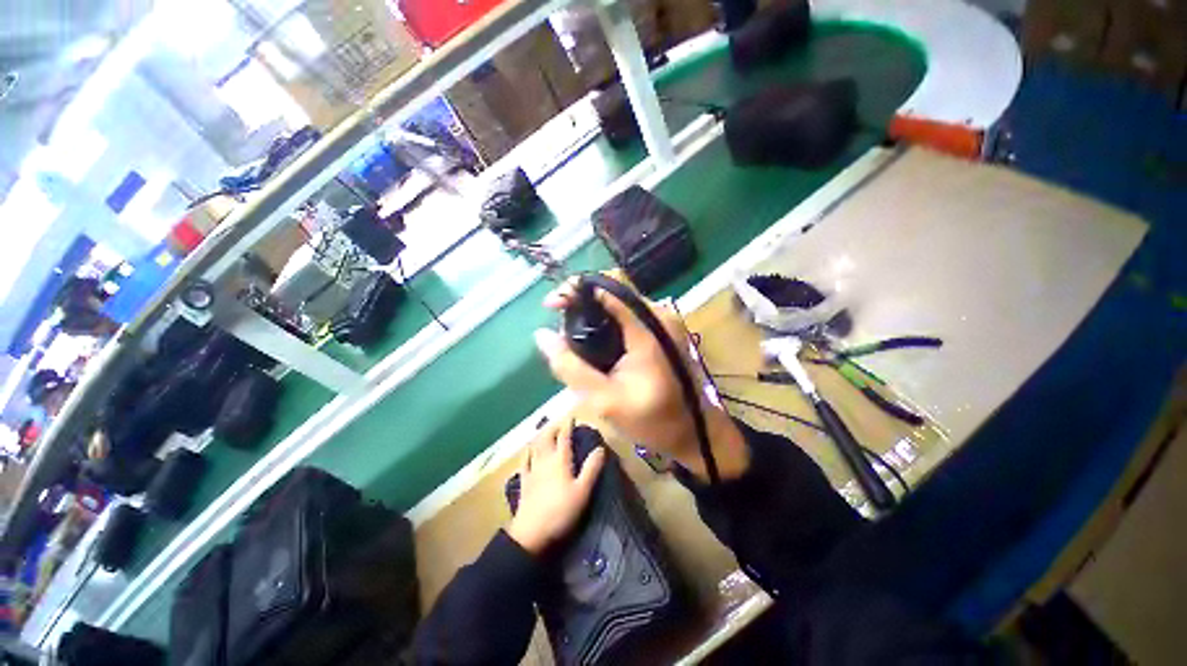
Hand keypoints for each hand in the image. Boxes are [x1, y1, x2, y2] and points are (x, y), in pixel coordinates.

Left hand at [506, 420, 605, 554]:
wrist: (532, 533)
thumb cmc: (561, 511)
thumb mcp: (582, 491)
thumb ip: (591, 468)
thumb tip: (600, 448)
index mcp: (560, 460)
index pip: (564, 437)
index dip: (568, 426)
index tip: (571, 417)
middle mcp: (545, 460)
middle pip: (547, 438)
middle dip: (553, 428)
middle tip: (558, 424)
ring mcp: (532, 470)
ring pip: (535, 447)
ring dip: (540, 436)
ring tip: (544, 432)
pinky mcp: (524, 482)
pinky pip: (524, 462)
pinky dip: (527, 453)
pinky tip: (527, 451)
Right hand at [536, 279, 747, 480]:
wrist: (694, 433)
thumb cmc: (653, 421)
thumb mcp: (604, 400)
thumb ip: (571, 368)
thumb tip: (542, 336)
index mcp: (649, 329)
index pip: (610, 288)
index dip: (577, 289)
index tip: (552, 305)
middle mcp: (659, 316)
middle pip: (613, 290)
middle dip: (581, 301)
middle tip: (560, 326)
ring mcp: (663, 322)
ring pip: (619, 301)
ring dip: (592, 312)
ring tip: (571, 336)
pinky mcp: (662, 330)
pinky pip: (628, 314)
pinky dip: (606, 321)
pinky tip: (593, 341)